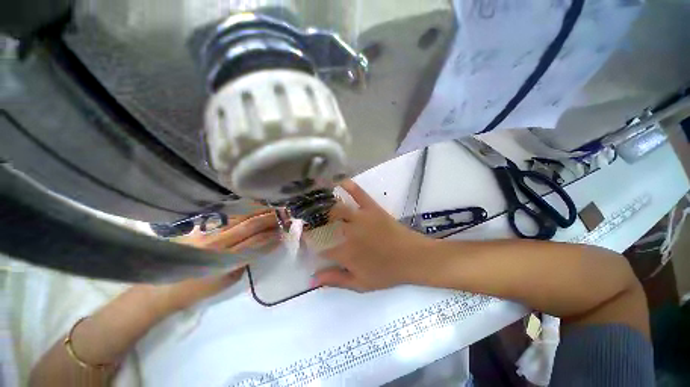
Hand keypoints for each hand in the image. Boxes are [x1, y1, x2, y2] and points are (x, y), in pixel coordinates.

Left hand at [143, 209, 280, 311]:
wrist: (162, 286)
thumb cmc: (197, 289)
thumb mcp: (226, 282)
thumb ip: (245, 262)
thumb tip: (261, 246)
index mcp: (225, 259)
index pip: (255, 242)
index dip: (271, 237)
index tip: (282, 233)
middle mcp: (218, 241)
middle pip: (250, 225)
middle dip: (269, 219)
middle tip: (283, 215)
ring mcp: (209, 231)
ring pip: (240, 216)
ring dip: (259, 211)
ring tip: (272, 208)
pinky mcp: (202, 226)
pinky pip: (228, 214)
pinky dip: (244, 209)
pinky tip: (253, 206)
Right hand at [313, 180, 433, 291]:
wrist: (413, 258)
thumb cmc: (387, 272)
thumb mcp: (361, 284)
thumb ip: (336, 280)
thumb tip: (312, 279)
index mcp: (345, 252)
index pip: (320, 246)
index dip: (310, 242)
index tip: (305, 239)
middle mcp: (349, 233)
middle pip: (325, 225)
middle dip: (313, 222)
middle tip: (308, 219)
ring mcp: (361, 218)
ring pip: (337, 209)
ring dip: (326, 207)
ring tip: (319, 205)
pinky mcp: (372, 208)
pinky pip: (359, 194)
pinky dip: (350, 186)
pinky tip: (340, 181)